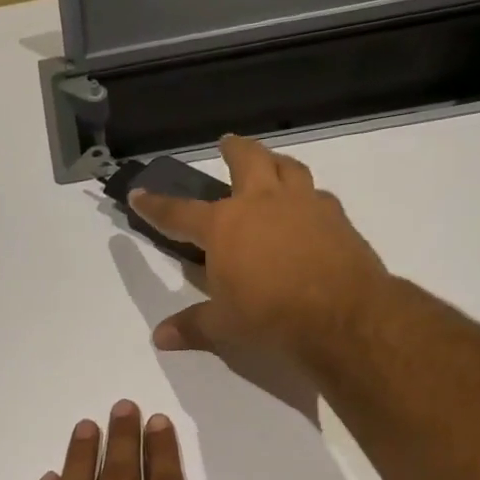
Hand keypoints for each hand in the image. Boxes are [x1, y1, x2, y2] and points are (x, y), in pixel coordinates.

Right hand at [131, 134, 389, 360]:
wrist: (340, 312)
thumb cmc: (270, 316)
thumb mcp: (223, 326)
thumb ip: (191, 326)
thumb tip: (159, 337)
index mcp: (225, 226)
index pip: (180, 213)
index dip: (156, 206)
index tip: (139, 194)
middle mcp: (262, 203)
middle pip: (246, 161)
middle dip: (232, 150)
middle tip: (226, 143)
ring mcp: (303, 204)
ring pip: (287, 167)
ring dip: (274, 161)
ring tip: (271, 164)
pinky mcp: (335, 216)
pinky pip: (316, 194)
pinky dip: (306, 195)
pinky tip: (307, 207)